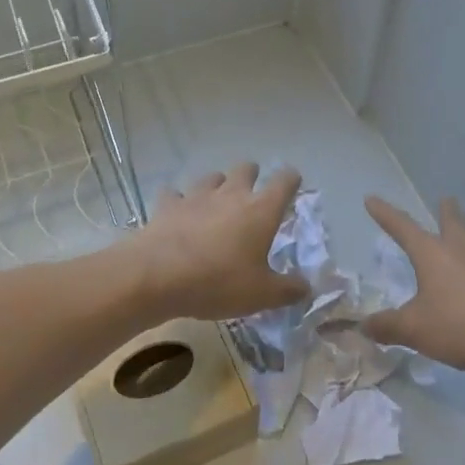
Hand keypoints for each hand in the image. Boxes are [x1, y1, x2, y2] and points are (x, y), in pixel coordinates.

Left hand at [130, 163, 307, 321]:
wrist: (158, 276)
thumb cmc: (218, 282)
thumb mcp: (261, 295)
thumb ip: (288, 290)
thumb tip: (306, 287)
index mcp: (261, 210)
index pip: (284, 181)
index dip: (291, 180)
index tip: (292, 184)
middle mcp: (231, 194)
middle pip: (246, 169)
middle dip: (252, 176)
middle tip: (252, 194)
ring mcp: (196, 195)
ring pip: (212, 177)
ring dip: (218, 185)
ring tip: (217, 202)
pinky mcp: (168, 204)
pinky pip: (175, 194)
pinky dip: (179, 201)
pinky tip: (178, 212)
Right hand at [363, 195, 464, 377]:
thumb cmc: (460, 327)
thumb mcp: (414, 330)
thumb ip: (387, 326)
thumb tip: (364, 325)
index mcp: (433, 253)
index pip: (403, 227)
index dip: (385, 214)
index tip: (372, 199)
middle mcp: (463, 249)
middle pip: (453, 221)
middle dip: (446, 211)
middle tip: (445, 201)